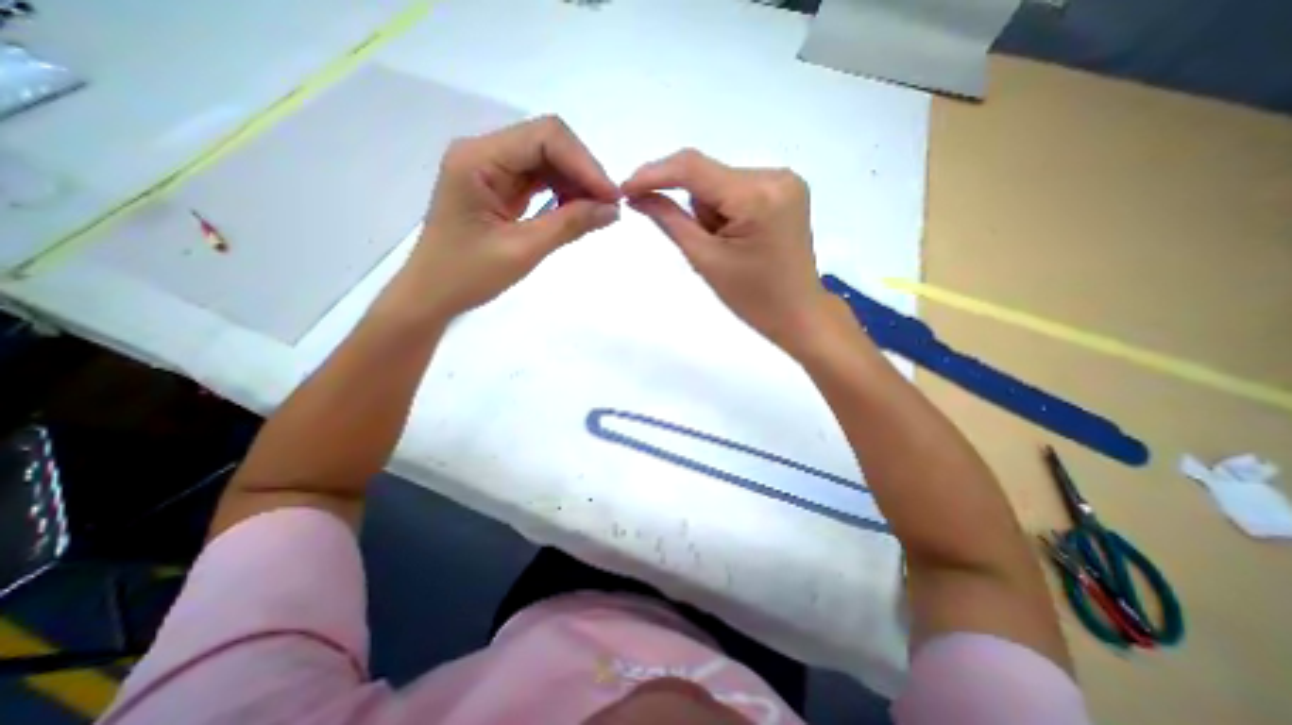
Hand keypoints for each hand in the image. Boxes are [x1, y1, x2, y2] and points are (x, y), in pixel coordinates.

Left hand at [393, 117, 619, 319]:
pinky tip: (577, 210)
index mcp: (478, 159)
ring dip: (575, 182)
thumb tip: (613, 210)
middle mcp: (483, 152)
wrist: (432, 294)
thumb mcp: (523, 250)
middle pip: (547, 142)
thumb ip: (569, 225)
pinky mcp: (498, 186)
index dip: (584, 164)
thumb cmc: (467, 276)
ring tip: (596, 211)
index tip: (612, 198)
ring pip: (547, 159)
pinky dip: (562, 192)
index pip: (545, 137)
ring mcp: (490, 168)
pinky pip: (539, 178)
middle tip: (608, 206)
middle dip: (583, 172)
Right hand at [621, 147, 833, 355]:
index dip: (654, 174)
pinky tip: (741, 238)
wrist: (797, 313)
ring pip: (721, 183)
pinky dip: (728, 210)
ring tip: (729, 247)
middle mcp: (776, 175)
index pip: (693, 168)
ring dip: (712, 212)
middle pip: (708, 177)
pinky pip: (738, 188)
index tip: (626, 190)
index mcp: (757, 196)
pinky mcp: (788, 189)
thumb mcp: (705, 260)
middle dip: (696, 209)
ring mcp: (786, 179)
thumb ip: (669, 220)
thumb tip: (638, 195)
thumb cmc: (752, 298)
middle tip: (709, 247)